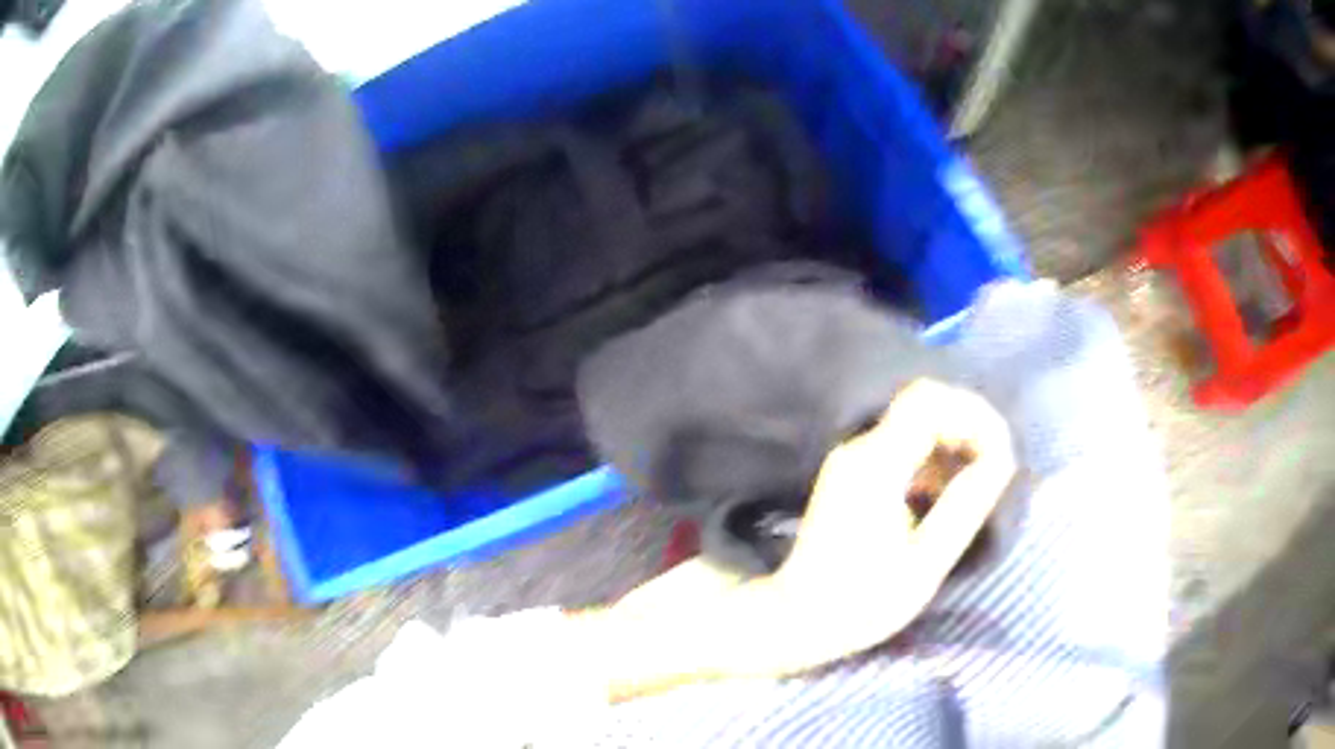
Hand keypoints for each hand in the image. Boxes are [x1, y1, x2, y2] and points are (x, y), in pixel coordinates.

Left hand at [585, 380, 1014, 697]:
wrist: (777, 628)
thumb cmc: (848, 605)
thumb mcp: (923, 563)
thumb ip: (965, 505)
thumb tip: (998, 463)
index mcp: (873, 461)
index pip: (932, 401)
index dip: (973, 416)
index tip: (998, 454)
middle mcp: (853, 449)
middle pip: (921, 409)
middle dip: (964, 432)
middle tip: (988, 475)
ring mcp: (842, 464)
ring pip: (907, 431)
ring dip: (943, 453)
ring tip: (966, 494)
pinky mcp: (840, 483)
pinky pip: (893, 455)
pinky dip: (922, 470)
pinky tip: (932, 504)